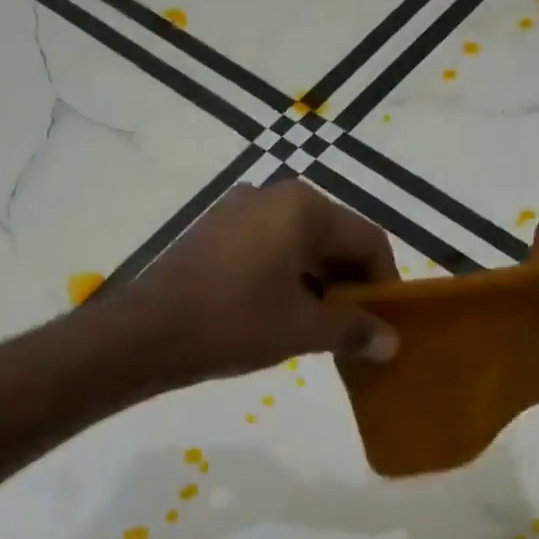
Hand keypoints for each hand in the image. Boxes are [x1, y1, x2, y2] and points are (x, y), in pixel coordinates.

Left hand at [119, 180, 400, 383]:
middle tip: (356, 328)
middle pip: (332, 237)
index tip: (387, 322)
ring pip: (298, 244)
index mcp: (303, 207)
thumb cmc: (234, 323)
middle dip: (350, 283)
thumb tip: (392, 343)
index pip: (367, 239)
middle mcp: (272, 195)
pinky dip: (285, 277)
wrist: (147, 334)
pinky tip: (282, 313)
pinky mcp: (212, 232)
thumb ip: (353, 330)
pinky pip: (266, 249)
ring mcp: (236, 211)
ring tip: (321, 327)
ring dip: (318, 283)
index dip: (385, 282)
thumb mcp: (302, 329)